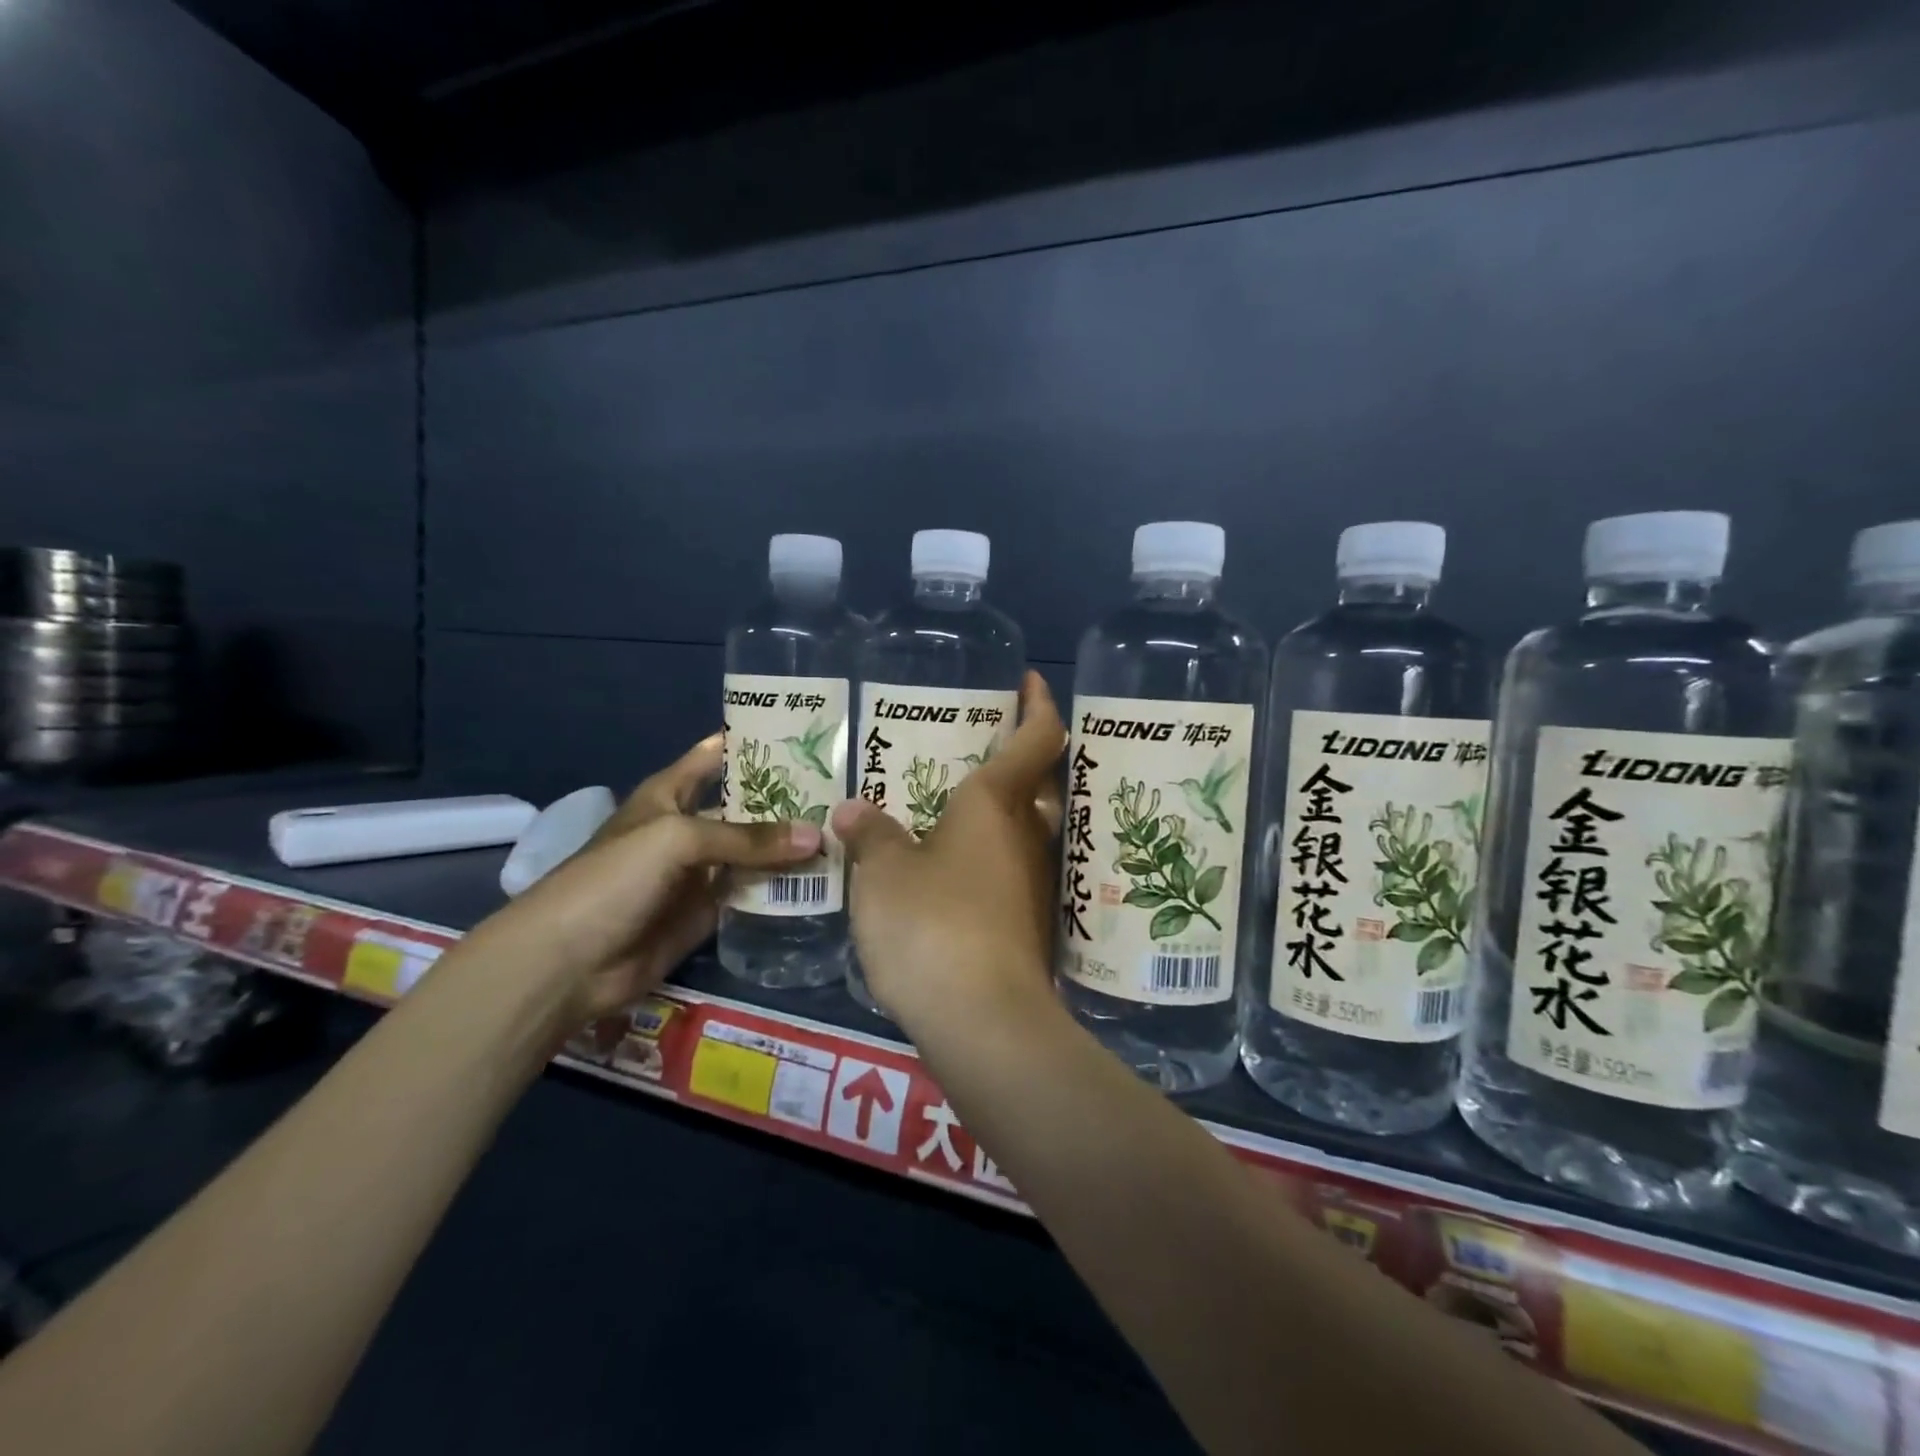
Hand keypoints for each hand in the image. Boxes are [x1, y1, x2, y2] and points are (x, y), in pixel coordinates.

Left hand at [475, 735, 822, 1024]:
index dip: (754, 742)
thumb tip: (815, 836)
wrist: (569, 961)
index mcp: (671, 794)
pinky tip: (823, 879)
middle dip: (788, 797)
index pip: (716, 755)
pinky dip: (782, 887)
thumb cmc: (614, 879)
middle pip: (746, 805)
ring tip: (845, 832)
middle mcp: (690, 826)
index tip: (806, 733)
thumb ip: (747, 838)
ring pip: (755, 851)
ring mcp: (701, 871)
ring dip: (790, 845)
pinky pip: (753, 892)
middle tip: (844, 790)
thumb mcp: (678, 840)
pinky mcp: (710, 911)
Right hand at [831, 671, 1065, 1030]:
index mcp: (997, 804)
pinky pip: (1013, 870)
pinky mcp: (1029, 924)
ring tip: (953, 805)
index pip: (1038, 737)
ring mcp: (1034, 882)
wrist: (984, 1020)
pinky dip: (991, 856)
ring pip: (1026, 828)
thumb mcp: (884, 874)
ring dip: (1002, 810)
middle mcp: (1027, 835)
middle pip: (1039, 781)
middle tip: (979, 744)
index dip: (1039, 703)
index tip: (1029, 682)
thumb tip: (854, 810)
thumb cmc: (932, 924)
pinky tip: (955, 869)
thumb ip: (870, 836)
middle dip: (1019, 756)